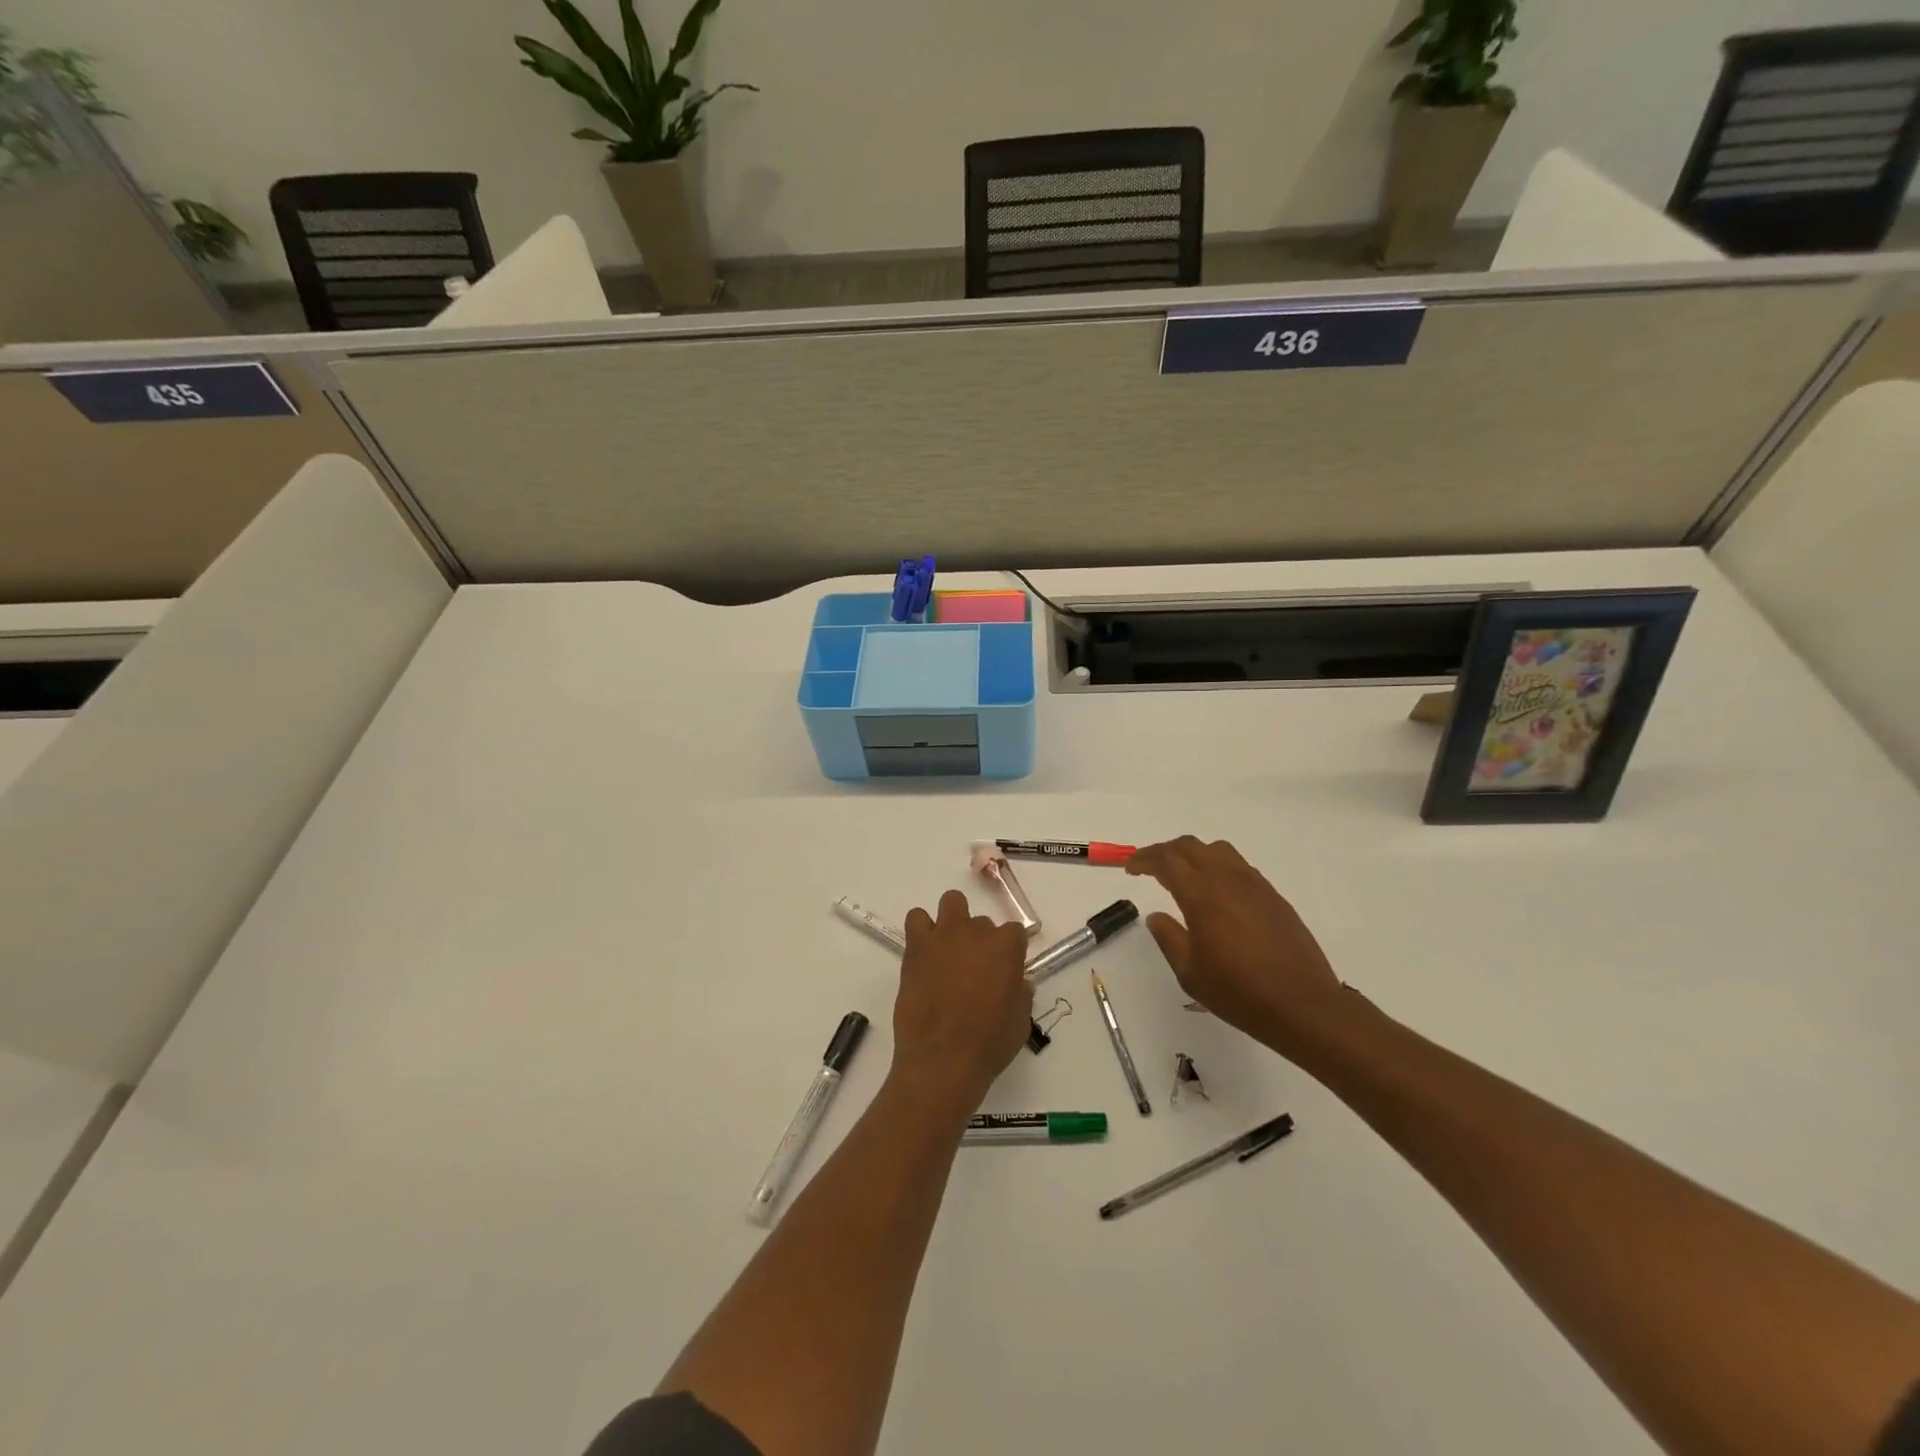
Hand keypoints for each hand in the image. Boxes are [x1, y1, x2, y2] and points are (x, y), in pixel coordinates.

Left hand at [889, 890, 1033, 1118]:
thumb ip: (1021, 994)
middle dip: (980, 941)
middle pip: (982, 922)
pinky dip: (921, 930)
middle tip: (973, 970)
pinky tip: (924, 953)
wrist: (943, 1059)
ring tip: (948, 950)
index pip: (1014, 932)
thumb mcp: (1020, 1021)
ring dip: (953, 921)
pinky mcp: (916, 946)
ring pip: (952, 902)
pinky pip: (916, 919)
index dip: (1009, 952)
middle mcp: (977, 932)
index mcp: (1007, 947)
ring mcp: (945, 936)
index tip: (1004, 971)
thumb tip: (1019, 982)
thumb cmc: (989, 1044)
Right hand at [1127, 837, 1344, 1057]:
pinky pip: (1239, 866)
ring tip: (1184, 875)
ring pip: (1218, 850)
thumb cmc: (1239, 992)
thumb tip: (1157, 916)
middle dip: (1165, 851)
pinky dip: (1219, 867)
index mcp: (1201, 894)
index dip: (1144, 859)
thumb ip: (1168, 937)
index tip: (1131, 869)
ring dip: (1194, 854)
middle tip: (1150, 868)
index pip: (1166, 860)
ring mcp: (1254, 885)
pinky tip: (1217, 892)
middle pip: (1190, 846)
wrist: (1303, 1005)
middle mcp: (1227, 880)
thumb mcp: (1190, 972)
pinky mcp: (1273, 896)